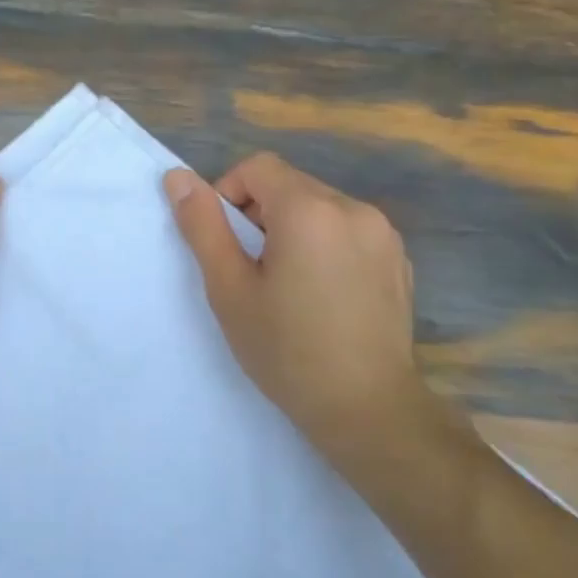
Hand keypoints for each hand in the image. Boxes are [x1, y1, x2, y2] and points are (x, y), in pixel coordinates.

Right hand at [164, 154, 465, 475]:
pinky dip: (326, 245)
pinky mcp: (400, 260)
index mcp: (309, 210)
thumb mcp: (229, 288)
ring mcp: (384, 234)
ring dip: (293, 229)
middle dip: (261, 215)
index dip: (229, 194)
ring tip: (287, 285)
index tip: (226, 243)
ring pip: (320, 207)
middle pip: (290, 186)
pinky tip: (323, 296)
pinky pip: (349, 231)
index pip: (258, 167)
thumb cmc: (286, 350)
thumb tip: (177, 177)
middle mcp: (353, 209)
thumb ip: (202, 226)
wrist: (367, 409)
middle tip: (251, 271)